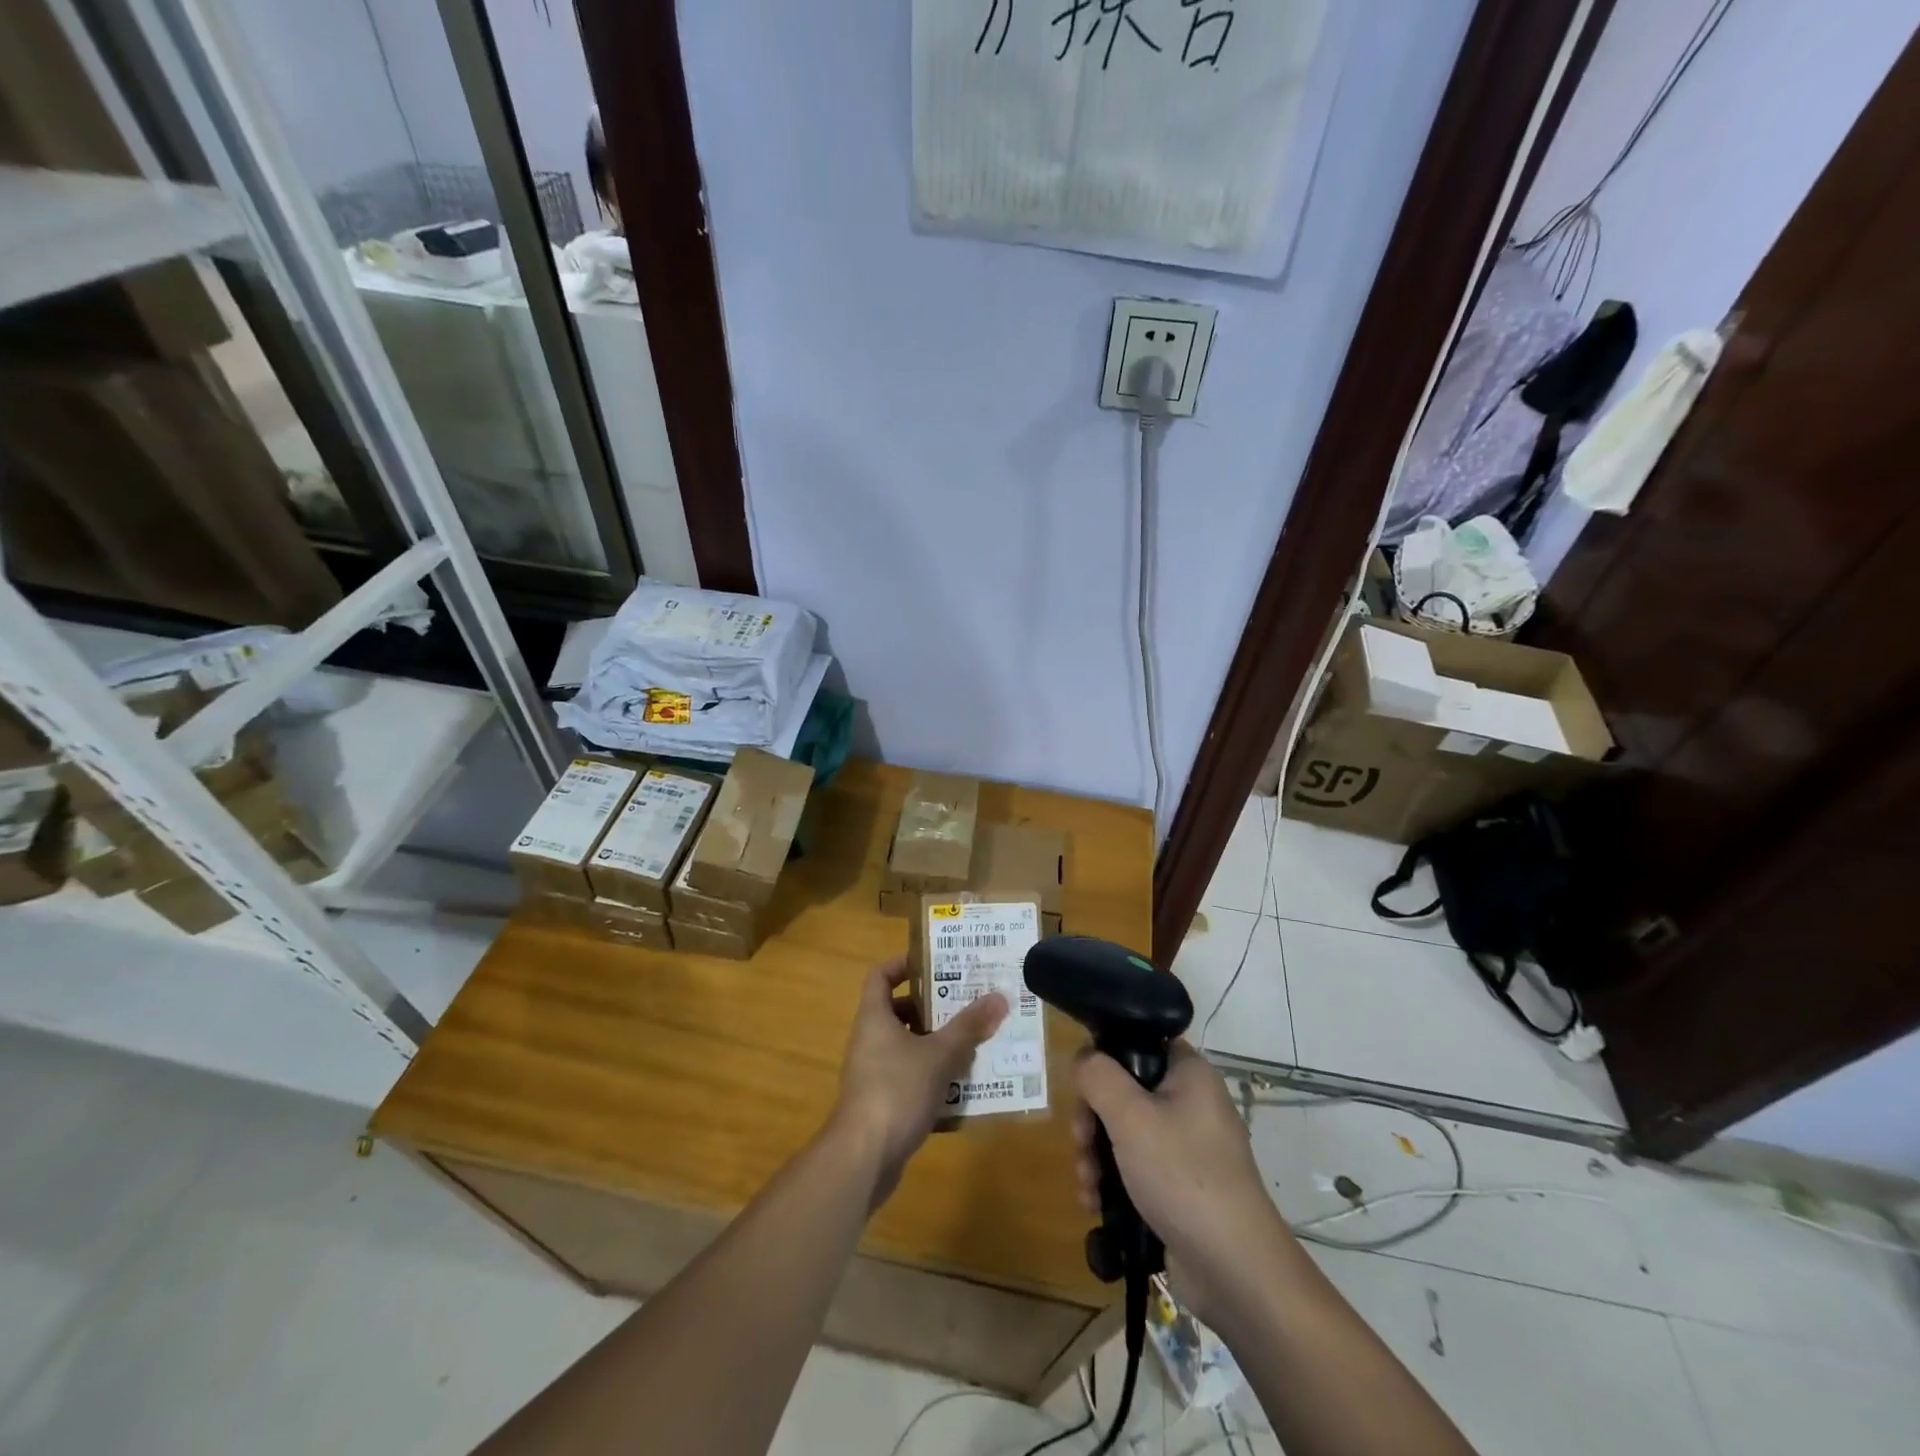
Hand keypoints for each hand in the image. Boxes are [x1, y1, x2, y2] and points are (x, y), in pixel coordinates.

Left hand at [830, 956, 1007, 1206]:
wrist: (862, 1158)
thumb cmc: (896, 1090)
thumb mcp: (939, 1055)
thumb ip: (968, 1026)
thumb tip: (999, 997)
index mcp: (874, 1017)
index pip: (881, 975)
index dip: (903, 964)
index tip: (935, 963)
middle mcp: (869, 1040)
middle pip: (898, 1010)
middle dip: (932, 1006)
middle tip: (966, 1002)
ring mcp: (872, 1073)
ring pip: (907, 1046)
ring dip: (936, 1043)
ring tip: (972, 1041)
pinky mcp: (880, 1103)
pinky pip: (909, 1077)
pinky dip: (932, 1076)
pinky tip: (962, 1085)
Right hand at [1072, 1043, 1287, 1325]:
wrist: (1234, 1271)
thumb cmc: (1183, 1176)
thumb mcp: (1130, 1116)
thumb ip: (1098, 1076)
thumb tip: (1083, 1059)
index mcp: (1189, 1074)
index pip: (1140, 1043)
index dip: (1106, 1058)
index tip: (1084, 1087)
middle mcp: (1190, 1103)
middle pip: (1124, 1091)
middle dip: (1092, 1120)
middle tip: (1080, 1143)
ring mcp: (1186, 1148)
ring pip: (1124, 1133)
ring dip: (1096, 1155)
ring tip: (1087, 1184)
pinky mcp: (1179, 1187)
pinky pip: (1135, 1168)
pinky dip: (1112, 1182)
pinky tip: (1095, 1204)